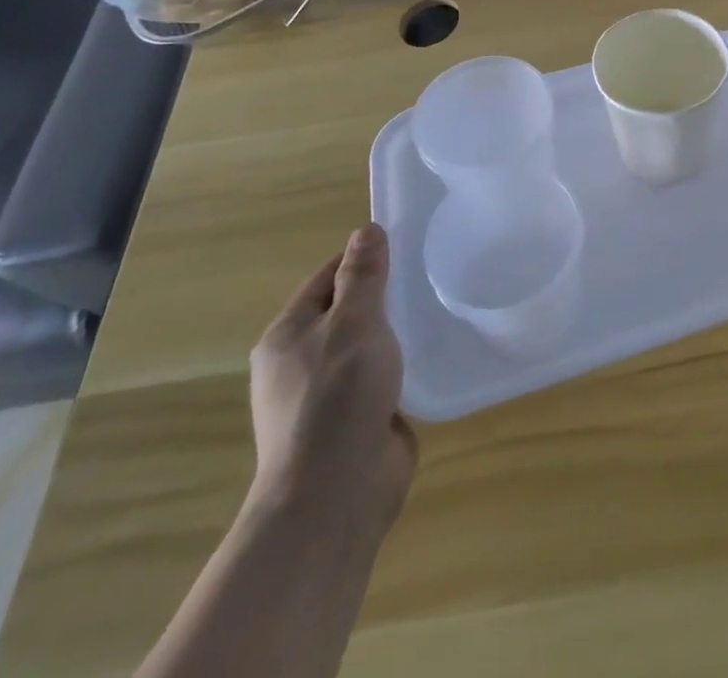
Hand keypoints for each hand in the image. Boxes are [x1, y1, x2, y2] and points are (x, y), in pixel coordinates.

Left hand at [249, 224, 417, 535]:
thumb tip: (366, 231)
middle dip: (385, 292)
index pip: (327, 278)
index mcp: (287, 336)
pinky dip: (404, 363)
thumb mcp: (354, 325)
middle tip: (430, 272)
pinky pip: (382, 377)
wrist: (335, 496)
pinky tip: (435, 351)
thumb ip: (363, 278)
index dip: (363, 257)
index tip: (407, 241)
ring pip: (367, 345)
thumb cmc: (337, 399)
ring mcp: (328, 395)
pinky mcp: (356, 420)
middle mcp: (301, 363)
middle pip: (347, 311)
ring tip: (439, 307)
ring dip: (397, 330)